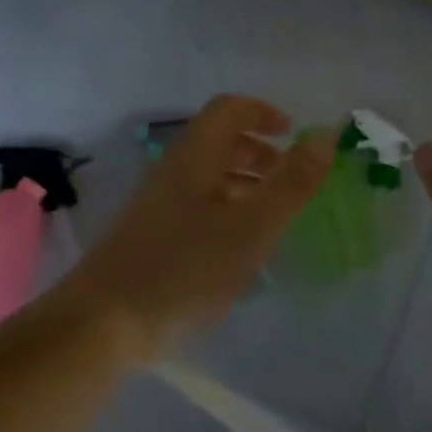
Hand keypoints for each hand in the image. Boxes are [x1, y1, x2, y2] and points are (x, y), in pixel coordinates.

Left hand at [62, 95, 336, 359]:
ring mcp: (157, 205)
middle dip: (259, 153)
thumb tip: (327, 135)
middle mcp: (173, 171)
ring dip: (244, 185)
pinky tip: (240, 249)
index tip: (294, 135)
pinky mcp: (151, 237)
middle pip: (218, 142)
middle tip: (290, 181)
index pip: (229, 110)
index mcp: (194, 156)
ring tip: (274, 217)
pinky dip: (227, 213)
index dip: (263, 112)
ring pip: (208, 178)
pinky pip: (197, 208)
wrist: (105, 321)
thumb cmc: (184, 268)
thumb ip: (291, 182)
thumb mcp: (250, 226)